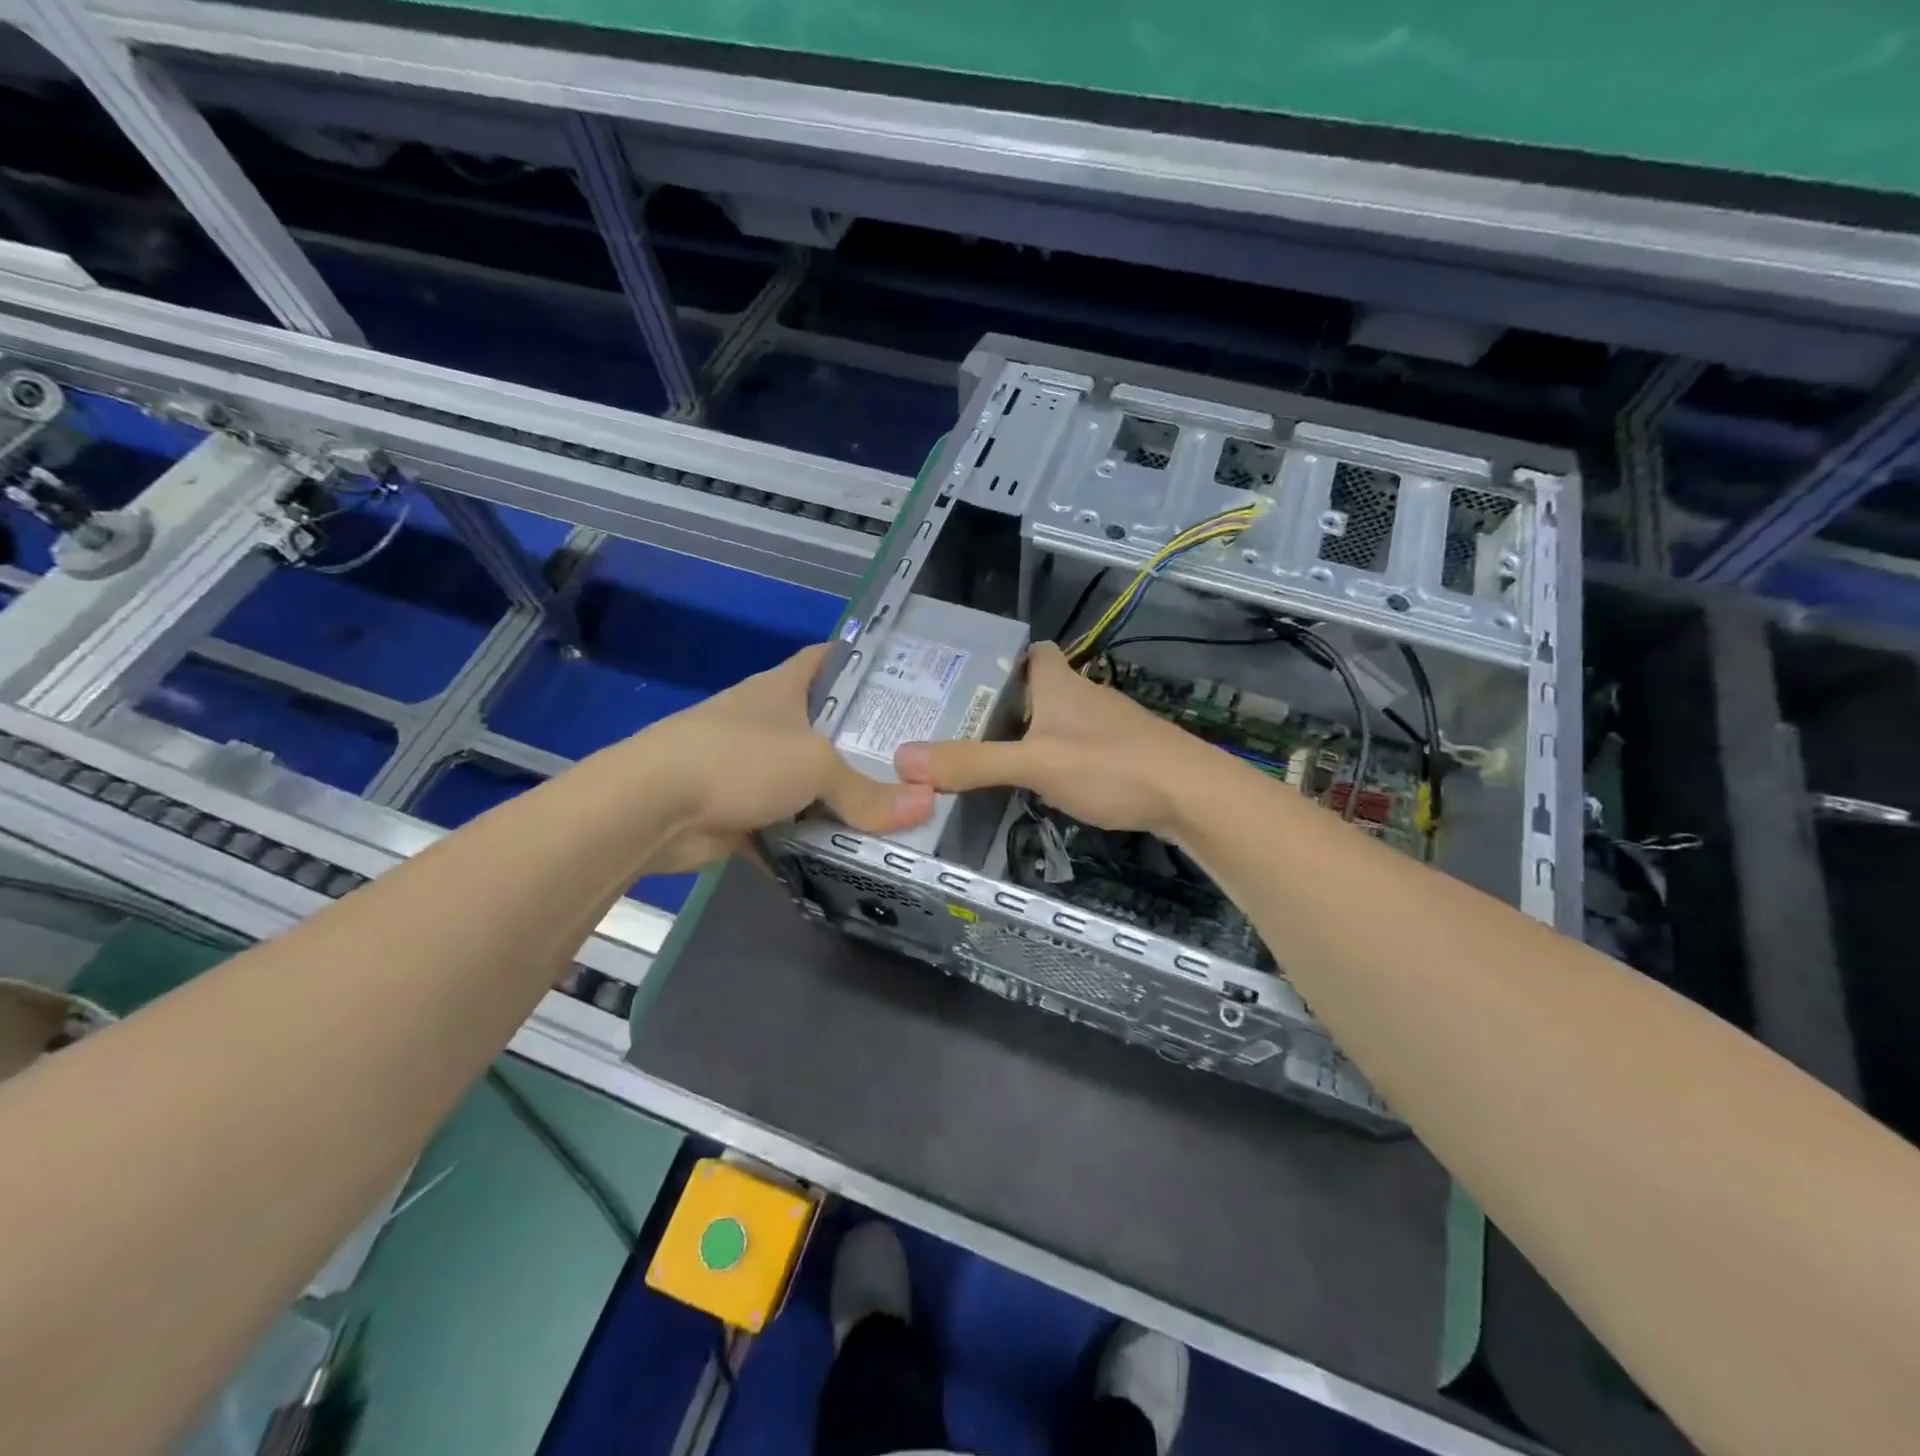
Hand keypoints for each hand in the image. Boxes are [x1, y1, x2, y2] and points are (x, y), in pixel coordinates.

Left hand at [638, 644, 933, 872]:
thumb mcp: (815, 767)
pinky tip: (850, 854)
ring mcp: (750, 769)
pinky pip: (788, 826)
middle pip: (825, 726)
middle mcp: (767, 722)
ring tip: (896, 808)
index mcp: (782, 688)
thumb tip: (925, 805)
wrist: (652, 808)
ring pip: (808, 781)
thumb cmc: (738, 759)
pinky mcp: (738, 812)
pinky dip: (811, 842)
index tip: (905, 676)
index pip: (828, 659)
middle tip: (917, 758)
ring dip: (840, 798)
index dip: (863, 661)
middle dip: (866, 742)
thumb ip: (868, 791)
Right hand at [894, 641, 1214, 836]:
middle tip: (968, 729)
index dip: (1006, 660)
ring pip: (1063, 722)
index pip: (1034, 652)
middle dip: (1009, 704)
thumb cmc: (1110, 765)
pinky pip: (1083, 750)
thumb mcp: (1033, 764)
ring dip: (1034, 736)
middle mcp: (1086, 697)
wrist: (1191, 795)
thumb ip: (972, 763)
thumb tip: (903, 760)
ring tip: (996, 762)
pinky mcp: (1128, 756)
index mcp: (1061, 684)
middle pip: (1043, 689)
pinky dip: (1061, 761)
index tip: (973, 682)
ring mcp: (1111, 727)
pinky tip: (1046, 788)